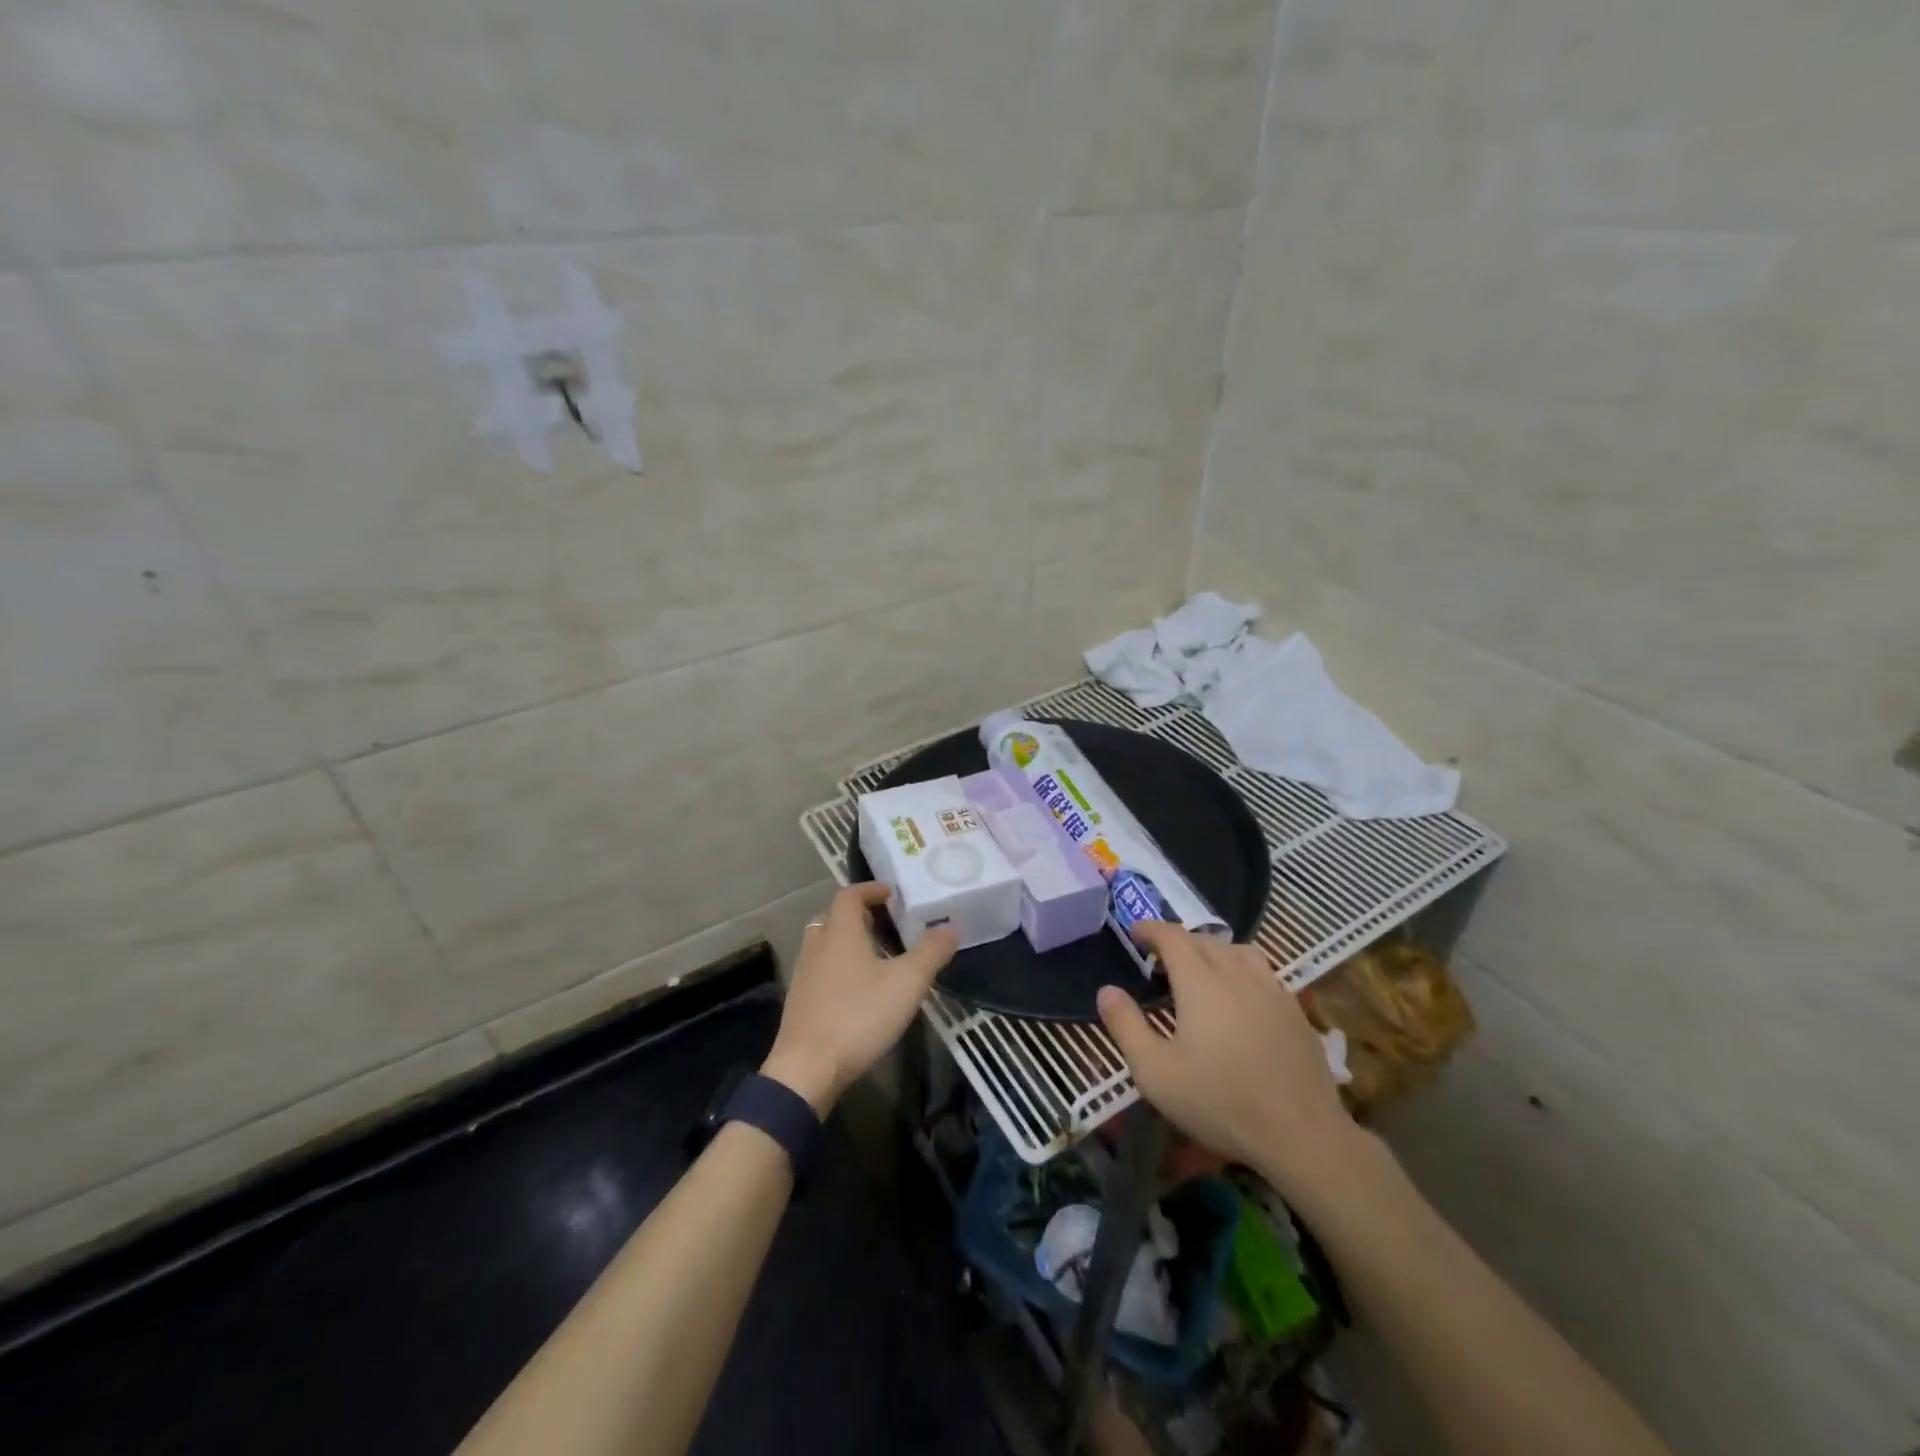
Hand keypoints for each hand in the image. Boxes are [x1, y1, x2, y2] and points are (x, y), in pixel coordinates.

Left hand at [761, 883, 958, 1113]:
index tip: (891, 893)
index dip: (870, 890)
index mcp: (840, 933)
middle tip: (886, 924)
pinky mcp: (800, 1002)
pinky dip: (838, 967)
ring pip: (824, 945)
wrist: (807, 1070)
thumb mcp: (906, 983)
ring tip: (876, 957)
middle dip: (859, 916)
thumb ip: (931, 952)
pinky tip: (857, 991)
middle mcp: (817, 946)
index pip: (849, 896)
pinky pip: (820, 970)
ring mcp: (804, 975)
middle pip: (834, 918)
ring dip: (847, 942)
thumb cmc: (858, 1016)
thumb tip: (951, 926)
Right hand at [1097, 922, 1356, 1198]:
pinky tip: (1241, 1000)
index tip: (1134, 932)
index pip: (1172, 936)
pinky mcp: (1295, 1011)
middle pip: (1205, 940)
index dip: (1150, 929)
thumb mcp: (1156, 1073)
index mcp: (1200, 982)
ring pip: (1238, 951)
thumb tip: (1106, 991)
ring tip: (1202, 971)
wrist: (1302, 1134)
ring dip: (1214, 951)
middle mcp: (1237, 974)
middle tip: (1160, 960)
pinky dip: (1242, 971)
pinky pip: (1264, 973)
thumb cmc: (1220, 1102)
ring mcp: (1272, 990)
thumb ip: (1126, 1027)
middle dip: (1178, 941)